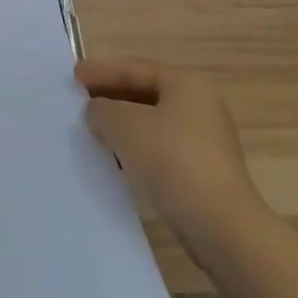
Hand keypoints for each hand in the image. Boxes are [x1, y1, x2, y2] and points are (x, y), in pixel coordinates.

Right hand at [76, 58, 268, 260]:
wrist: (223, 230)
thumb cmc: (173, 163)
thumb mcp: (125, 126)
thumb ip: (102, 110)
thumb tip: (97, 111)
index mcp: (186, 84)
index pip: (135, 68)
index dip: (101, 70)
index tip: (74, 76)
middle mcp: (201, 105)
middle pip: (146, 92)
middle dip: (112, 96)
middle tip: (82, 99)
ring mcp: (207, 140)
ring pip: (154, 122)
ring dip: (124, 124)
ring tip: (95, 129)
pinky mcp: (206, 171)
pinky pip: (163, 147)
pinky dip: (138, 147)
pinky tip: (119, 158)